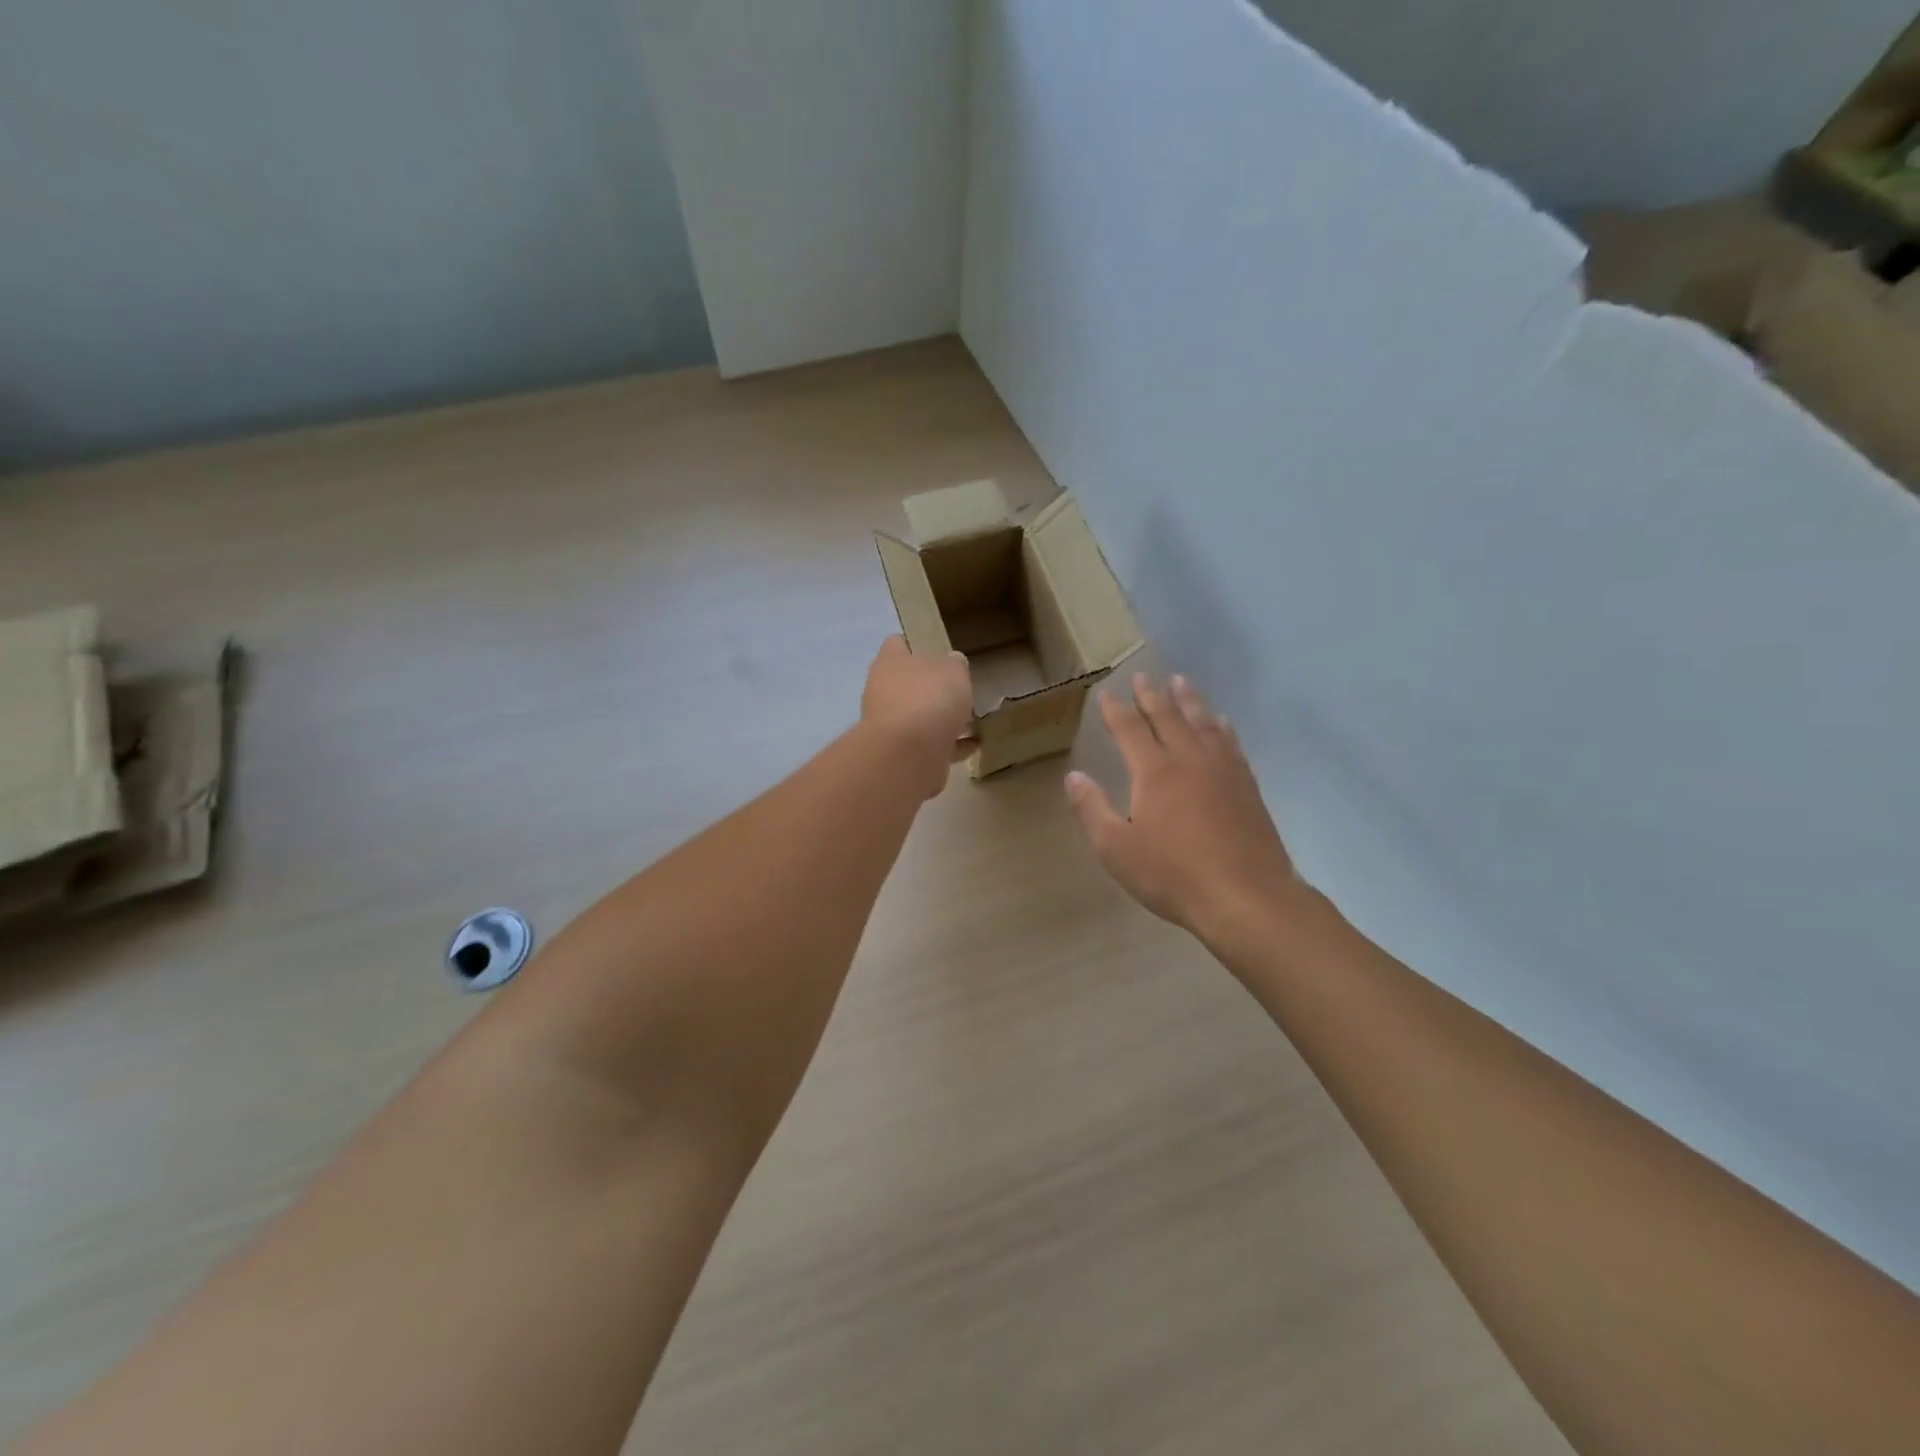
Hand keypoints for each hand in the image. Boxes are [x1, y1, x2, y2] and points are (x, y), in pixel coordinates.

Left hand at [861, 636, 976, 796]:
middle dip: (933, 689)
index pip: (897, 644)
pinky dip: (950, 745)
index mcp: (890, 663)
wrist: (909, 755)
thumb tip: (952, 664)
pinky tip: (974, 745)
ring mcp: (891, 726)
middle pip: (909, 684)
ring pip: (920, 717)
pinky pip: (931, 745)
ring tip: (973, 721)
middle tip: (961, 690)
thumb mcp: (954, 671)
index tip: (937, 651)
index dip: (915, 645)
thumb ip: (955, 665)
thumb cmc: (929, 699)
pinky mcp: (902, 755)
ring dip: (943, 720)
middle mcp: (884, 692)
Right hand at [1067, 675, 1299, 939]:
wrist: (1246, 896)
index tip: (1106, 693)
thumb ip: (1092, 809)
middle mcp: (1189, 760)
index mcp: (1154, 771)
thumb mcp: (1116, 848)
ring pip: (1202, 723)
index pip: (1130, 730)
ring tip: (1180, 682)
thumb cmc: (1172, 874)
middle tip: (1143, 677)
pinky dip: (1221, 726)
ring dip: (1188, 700)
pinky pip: (1230, 743)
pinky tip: (1221, 723)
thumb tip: (1073, 776)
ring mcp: (1222, 770)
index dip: (1116, 710)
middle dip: (1152, 696)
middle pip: (1168, 717)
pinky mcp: (1246, 785)